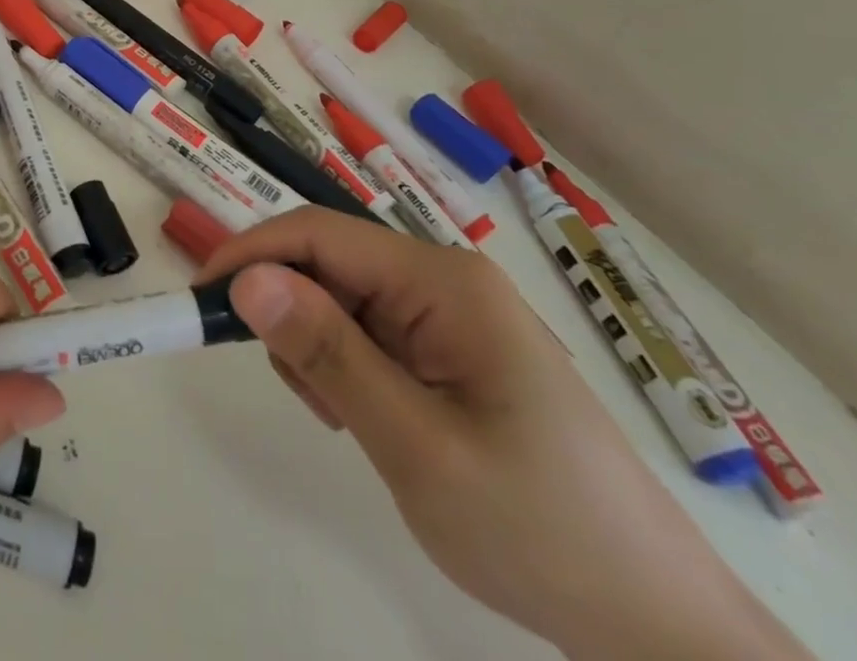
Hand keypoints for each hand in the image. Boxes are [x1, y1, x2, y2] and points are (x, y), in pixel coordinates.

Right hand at [199, 210, 810, 660]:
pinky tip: (370, 418)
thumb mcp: (416, 445)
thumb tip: (247, 279)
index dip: (252, 254)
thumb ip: (328, 354)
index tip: (201, 300)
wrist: (655, 626)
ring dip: (318, 346)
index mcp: (442, 280)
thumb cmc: (538, 529)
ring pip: (342, 299)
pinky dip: (345, 365)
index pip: (319, 234)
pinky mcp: (453, 349)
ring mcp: (451, 314)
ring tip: (346, 420)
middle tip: (302, 395)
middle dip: (289, 313)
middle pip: (329, 264)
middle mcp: (444, 278)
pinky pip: (370, 332)